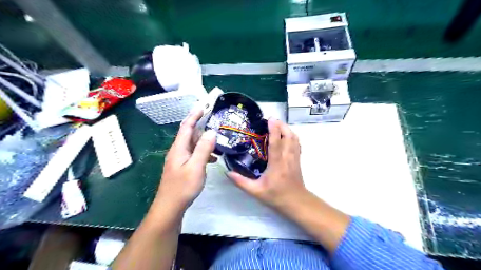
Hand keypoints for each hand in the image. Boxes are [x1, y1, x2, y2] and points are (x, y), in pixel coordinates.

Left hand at [157, 108, 215, 212]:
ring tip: (218, 141)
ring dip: (205, 141)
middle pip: (190, 134)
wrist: (170, 207)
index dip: (195, 115)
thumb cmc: (183, 187)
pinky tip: (213, 158)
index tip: (204, 106)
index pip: (187, 126)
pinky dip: (204, 152)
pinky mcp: (183, 166)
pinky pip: (194, 154)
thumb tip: (212, 131)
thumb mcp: (196, 167)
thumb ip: (204, 149)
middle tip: (216, 123)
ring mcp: (180, 159)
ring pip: (193, 144)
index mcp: (179, 148)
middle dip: (202, 127)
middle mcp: (178, 150)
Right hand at [228, 119, 304, 211]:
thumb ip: (241, 182)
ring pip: (294, 138)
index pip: (276, 143)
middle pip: (288, 136)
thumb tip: (228, 172)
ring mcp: (294, 158)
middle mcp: (287, 158)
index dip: (274, 129)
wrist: (296, 203)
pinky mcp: (298, 160)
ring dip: (287, 129)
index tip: (270, 119)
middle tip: (271, 120)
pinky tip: (286, 135)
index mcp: (276, 164)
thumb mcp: (256, 191)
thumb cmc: (276, 196)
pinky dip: (292, 136)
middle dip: (281, 125)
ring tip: (278, 124)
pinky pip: (297, 143)